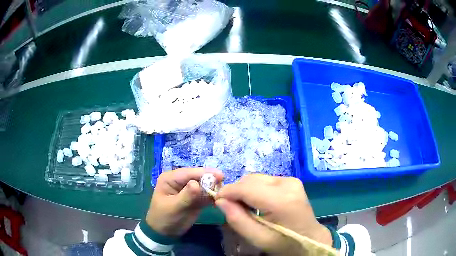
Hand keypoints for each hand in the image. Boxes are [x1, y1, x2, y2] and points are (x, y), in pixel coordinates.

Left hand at [146, 168, 222, 236]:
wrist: (164, 233)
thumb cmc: (164, 218)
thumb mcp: (174, 207)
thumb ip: (186, 196)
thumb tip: (197, 184)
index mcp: (171, 178)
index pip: (189, 172)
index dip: (205, 173)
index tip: (221, 176)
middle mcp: (180, 181)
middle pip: (199, 177)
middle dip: (211, 181)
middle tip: (224, 188)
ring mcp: (188, 189)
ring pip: (205, 186)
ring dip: (214, 189)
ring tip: (223, 196)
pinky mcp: (195, 198)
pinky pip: (206, 195)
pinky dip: (213, 197)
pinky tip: (219, 201)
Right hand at [215, 174, 331, 254]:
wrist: (310, 237)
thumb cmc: (284, 243)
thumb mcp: (258, 238)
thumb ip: (237, 220)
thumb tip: (220, 201)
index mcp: (281, 200)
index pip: (245, 187)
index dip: (227, 192)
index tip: (217, 202)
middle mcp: (287, 184)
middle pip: (250, 180)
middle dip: (236, 192)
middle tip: (232, 208)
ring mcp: (291, 180)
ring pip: (256, 178)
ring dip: (245, 190)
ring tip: (246, 207)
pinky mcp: (291, 181)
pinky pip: (265, 180)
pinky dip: (256, 189)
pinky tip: (258, 203)